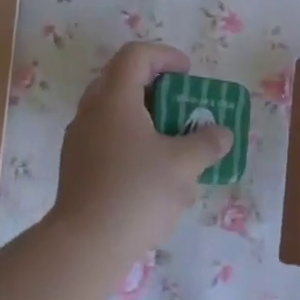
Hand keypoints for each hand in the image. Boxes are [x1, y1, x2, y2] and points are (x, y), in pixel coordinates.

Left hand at [51, 42, 232, 246]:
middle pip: (122, 79)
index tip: (190, 74)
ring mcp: (80, 139)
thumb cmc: (137, 192)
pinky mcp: (77, 166)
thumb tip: (221, 133)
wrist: (86, 244)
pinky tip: (152, 170)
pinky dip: (132, 138)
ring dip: (146, 115)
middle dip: (157, 86)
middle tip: (183, 104)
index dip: (166, 56)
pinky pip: (107, 136)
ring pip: (114, 111)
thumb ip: (207, 142)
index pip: (136, 55)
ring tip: (174, 140)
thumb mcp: (184, 165)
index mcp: (114, 99)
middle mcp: (91, 111)